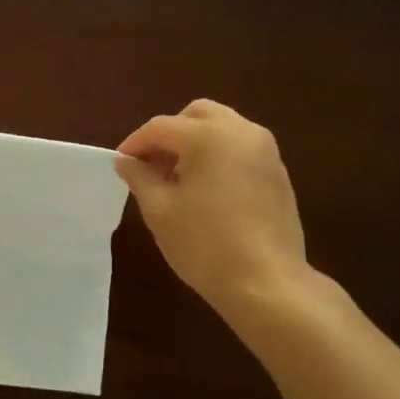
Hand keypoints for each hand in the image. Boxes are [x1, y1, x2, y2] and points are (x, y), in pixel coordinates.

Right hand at [116, 100, 307, 312]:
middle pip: (196, 115)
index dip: (135, 144)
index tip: (121, 164)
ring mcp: (265, 150)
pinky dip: (219, 155)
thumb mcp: (160, 210)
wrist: (267, 283)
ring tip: (178, 180)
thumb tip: (125, 161)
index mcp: (208, 136)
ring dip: (195, 143)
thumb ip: (139, 177)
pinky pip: (241, 148)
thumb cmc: (205, 245)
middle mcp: (241, 131)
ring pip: (222, 128)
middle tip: (153, 166)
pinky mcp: (278, 172)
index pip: (160, 127)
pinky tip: (207, 190)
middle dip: (170, 134)